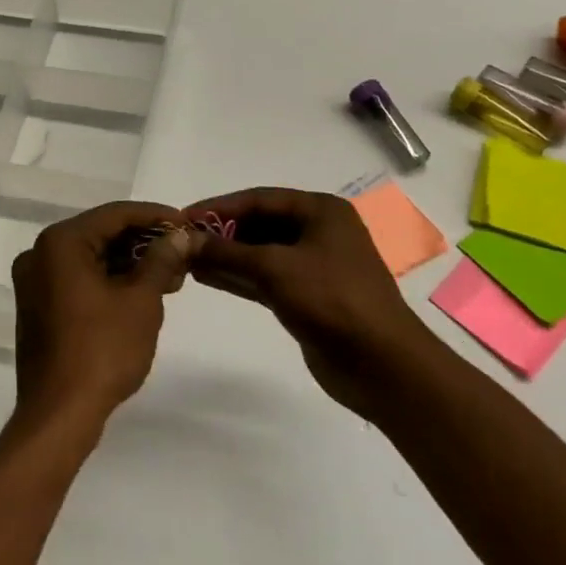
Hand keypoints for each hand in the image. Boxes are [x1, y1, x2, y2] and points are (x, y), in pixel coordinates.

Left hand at [10, 202, 196, 437]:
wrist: (59, 414)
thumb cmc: (102, 350)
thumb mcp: (141, 301)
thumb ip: (161, 261)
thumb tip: (179, 236)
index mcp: (60, 242)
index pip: (114, 214)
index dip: (154, 216)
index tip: (186, 223)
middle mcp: (40, 253)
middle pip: (101, 234)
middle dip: (144, 243)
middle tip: (183, 253)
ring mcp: (35, 282)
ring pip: (91, 259)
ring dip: (130, 264)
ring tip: (172, 277)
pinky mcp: (39, 307)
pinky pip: (79, 280)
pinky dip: (110, 282)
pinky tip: (143, 293)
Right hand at [187, 187, 429, 419]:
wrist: (382, 365)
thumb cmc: (332, 300)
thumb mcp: (275, 268)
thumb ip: (227, 252)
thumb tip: (184, 240)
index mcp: (320, 211)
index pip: (259, 199)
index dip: (220, 207)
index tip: (183, 218)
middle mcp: (318, 231)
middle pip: (260, 224)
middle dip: (222, 233)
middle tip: (183, 241)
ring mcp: (314, 265)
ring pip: (261, 253)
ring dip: (226, 256)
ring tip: (187, 259)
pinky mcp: (308, 296)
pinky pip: (265, 278)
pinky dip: (238, 277)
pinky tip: (207, 277)